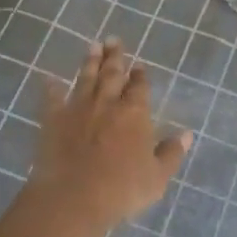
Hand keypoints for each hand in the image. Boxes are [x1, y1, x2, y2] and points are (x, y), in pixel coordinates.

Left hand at [25, 39, 190, 230]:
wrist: (73, 197)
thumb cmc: (122, 190)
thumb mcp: (157, 177)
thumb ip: (171, 153)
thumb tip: (187, 134)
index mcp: (135, 113)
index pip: (139, 87)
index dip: (140, 75)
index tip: (139, 64)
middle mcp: (107, 103)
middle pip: (112, 74)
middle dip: (115, 57)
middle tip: (114, 40)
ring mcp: (78, 109)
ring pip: (86, 79)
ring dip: (90, 62)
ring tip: (93, 46)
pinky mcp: (53, 120)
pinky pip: (52, 98)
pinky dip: (51, 88)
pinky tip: (49, 78)